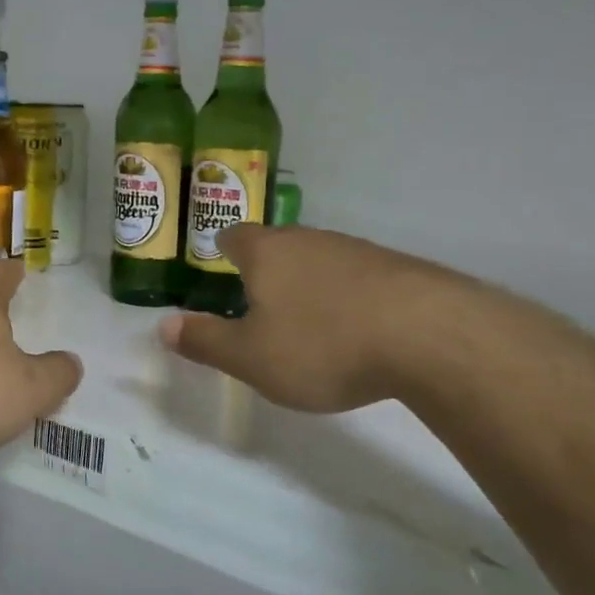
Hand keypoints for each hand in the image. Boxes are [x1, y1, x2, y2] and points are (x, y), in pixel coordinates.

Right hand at [160, 224, 461, 413]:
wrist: (432, 336)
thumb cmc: (323, 344)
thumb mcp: (251, 357)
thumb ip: (205, 341)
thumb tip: (163, 326)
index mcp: (266, 253)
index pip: (234, 236)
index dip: (223, 250)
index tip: (220, 267)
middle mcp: (309, 240)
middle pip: (278, 246)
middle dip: (266, 270)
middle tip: (259, 304)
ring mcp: (358, 250)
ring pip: (319, 260)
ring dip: (309, 284)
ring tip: (309, 322)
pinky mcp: (398, 269)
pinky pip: (358, 277)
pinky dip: (348, 297)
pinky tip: (357, 329)